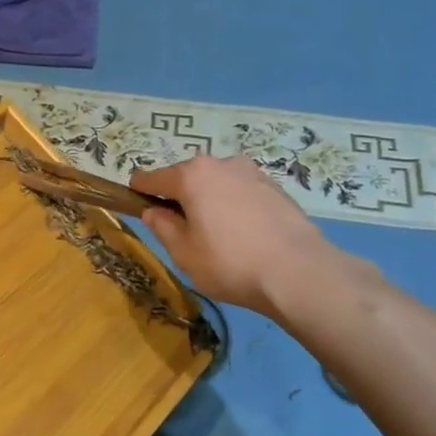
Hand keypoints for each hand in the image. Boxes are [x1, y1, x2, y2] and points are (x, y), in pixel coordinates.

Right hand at [131, 155, 347, 316]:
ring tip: (217, 236)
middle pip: (186, 177)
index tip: (136, 206)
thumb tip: (154, 212)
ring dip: (209, 201)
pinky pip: (241, 192)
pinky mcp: (274, 186)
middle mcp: (220, 163)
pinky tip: (244, 235)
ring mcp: (251, 172)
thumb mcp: (184, 253)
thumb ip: (162, 227)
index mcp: (191, 175)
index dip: (139, 192)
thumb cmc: (230, 263)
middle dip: (179, 198)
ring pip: (216, 183)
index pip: (152, 178)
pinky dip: (234, 206)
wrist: (299, 272)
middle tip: (182, 232)